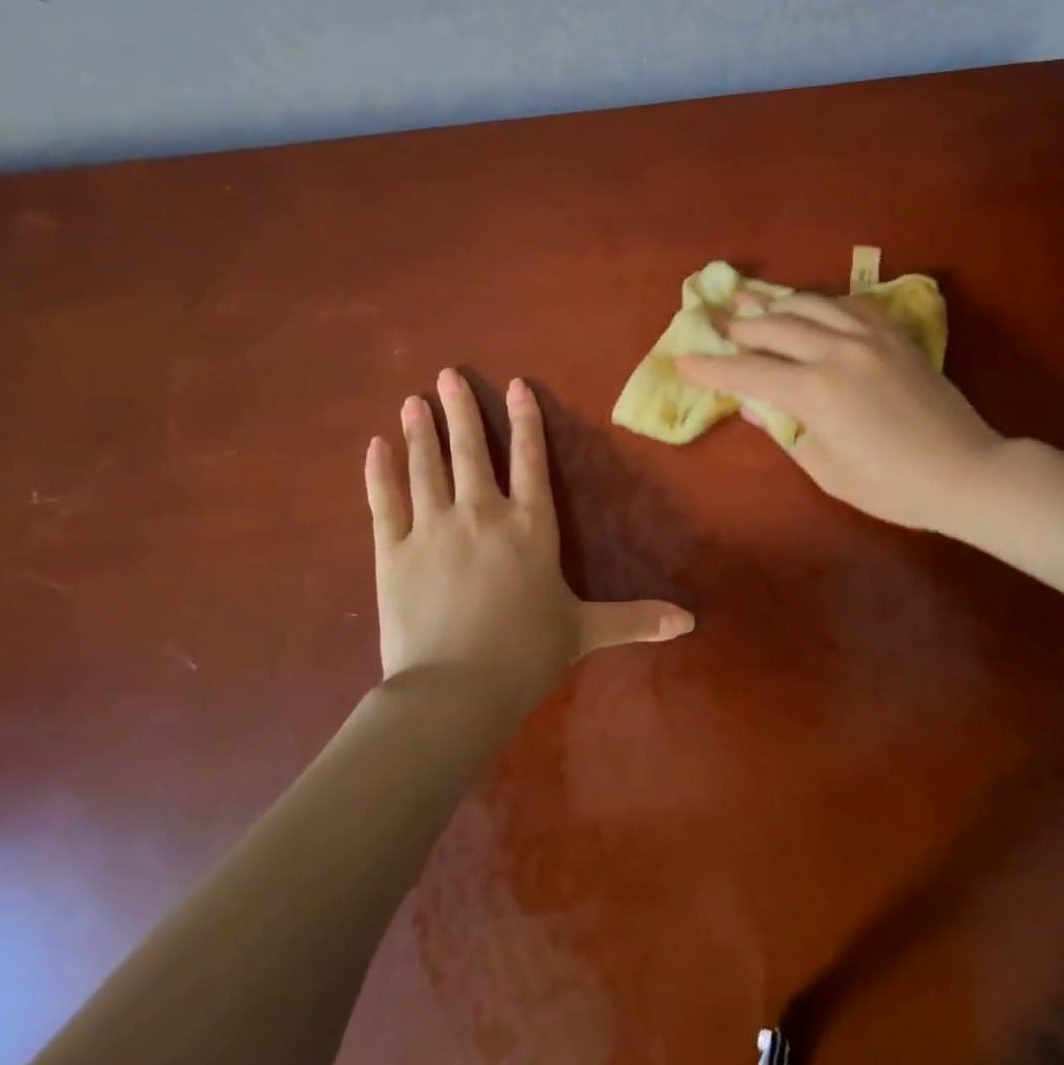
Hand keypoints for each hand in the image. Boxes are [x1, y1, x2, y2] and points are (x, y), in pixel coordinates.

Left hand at [364, 369, 694, 706]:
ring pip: (425, 467)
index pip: (530, 460)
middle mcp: (481, 514)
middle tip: (447, 375)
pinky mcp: (391, 552)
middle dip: (461, 411)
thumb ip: (634, 618)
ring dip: (419, 432)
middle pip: (471, 451)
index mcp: (530, 526)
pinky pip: (383, 502)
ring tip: (412, 401)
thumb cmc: (527, 654)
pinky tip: (374, 447)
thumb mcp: (586, 631)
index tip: (516, 386)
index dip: (526, 420)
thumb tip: (689, 622)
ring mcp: (431, 528)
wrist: (456, 690)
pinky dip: (379, 473)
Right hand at [674, 293, 1004, 533]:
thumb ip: (787, 431)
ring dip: (776, 302)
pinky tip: (810, 305)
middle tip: (713, 318)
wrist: (965, 471)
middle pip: (775, 326)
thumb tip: (755, 406)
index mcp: (815, 392)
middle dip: (739, 323)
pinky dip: (821, 301)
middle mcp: (837, 352)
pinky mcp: (895, 335)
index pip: (749, 373)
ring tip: (750, 298)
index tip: (683, 359)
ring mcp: (870, 337)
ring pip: (811, 304)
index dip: (712, 368)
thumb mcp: (827, 470)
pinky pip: (849, 305)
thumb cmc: (892, 487)